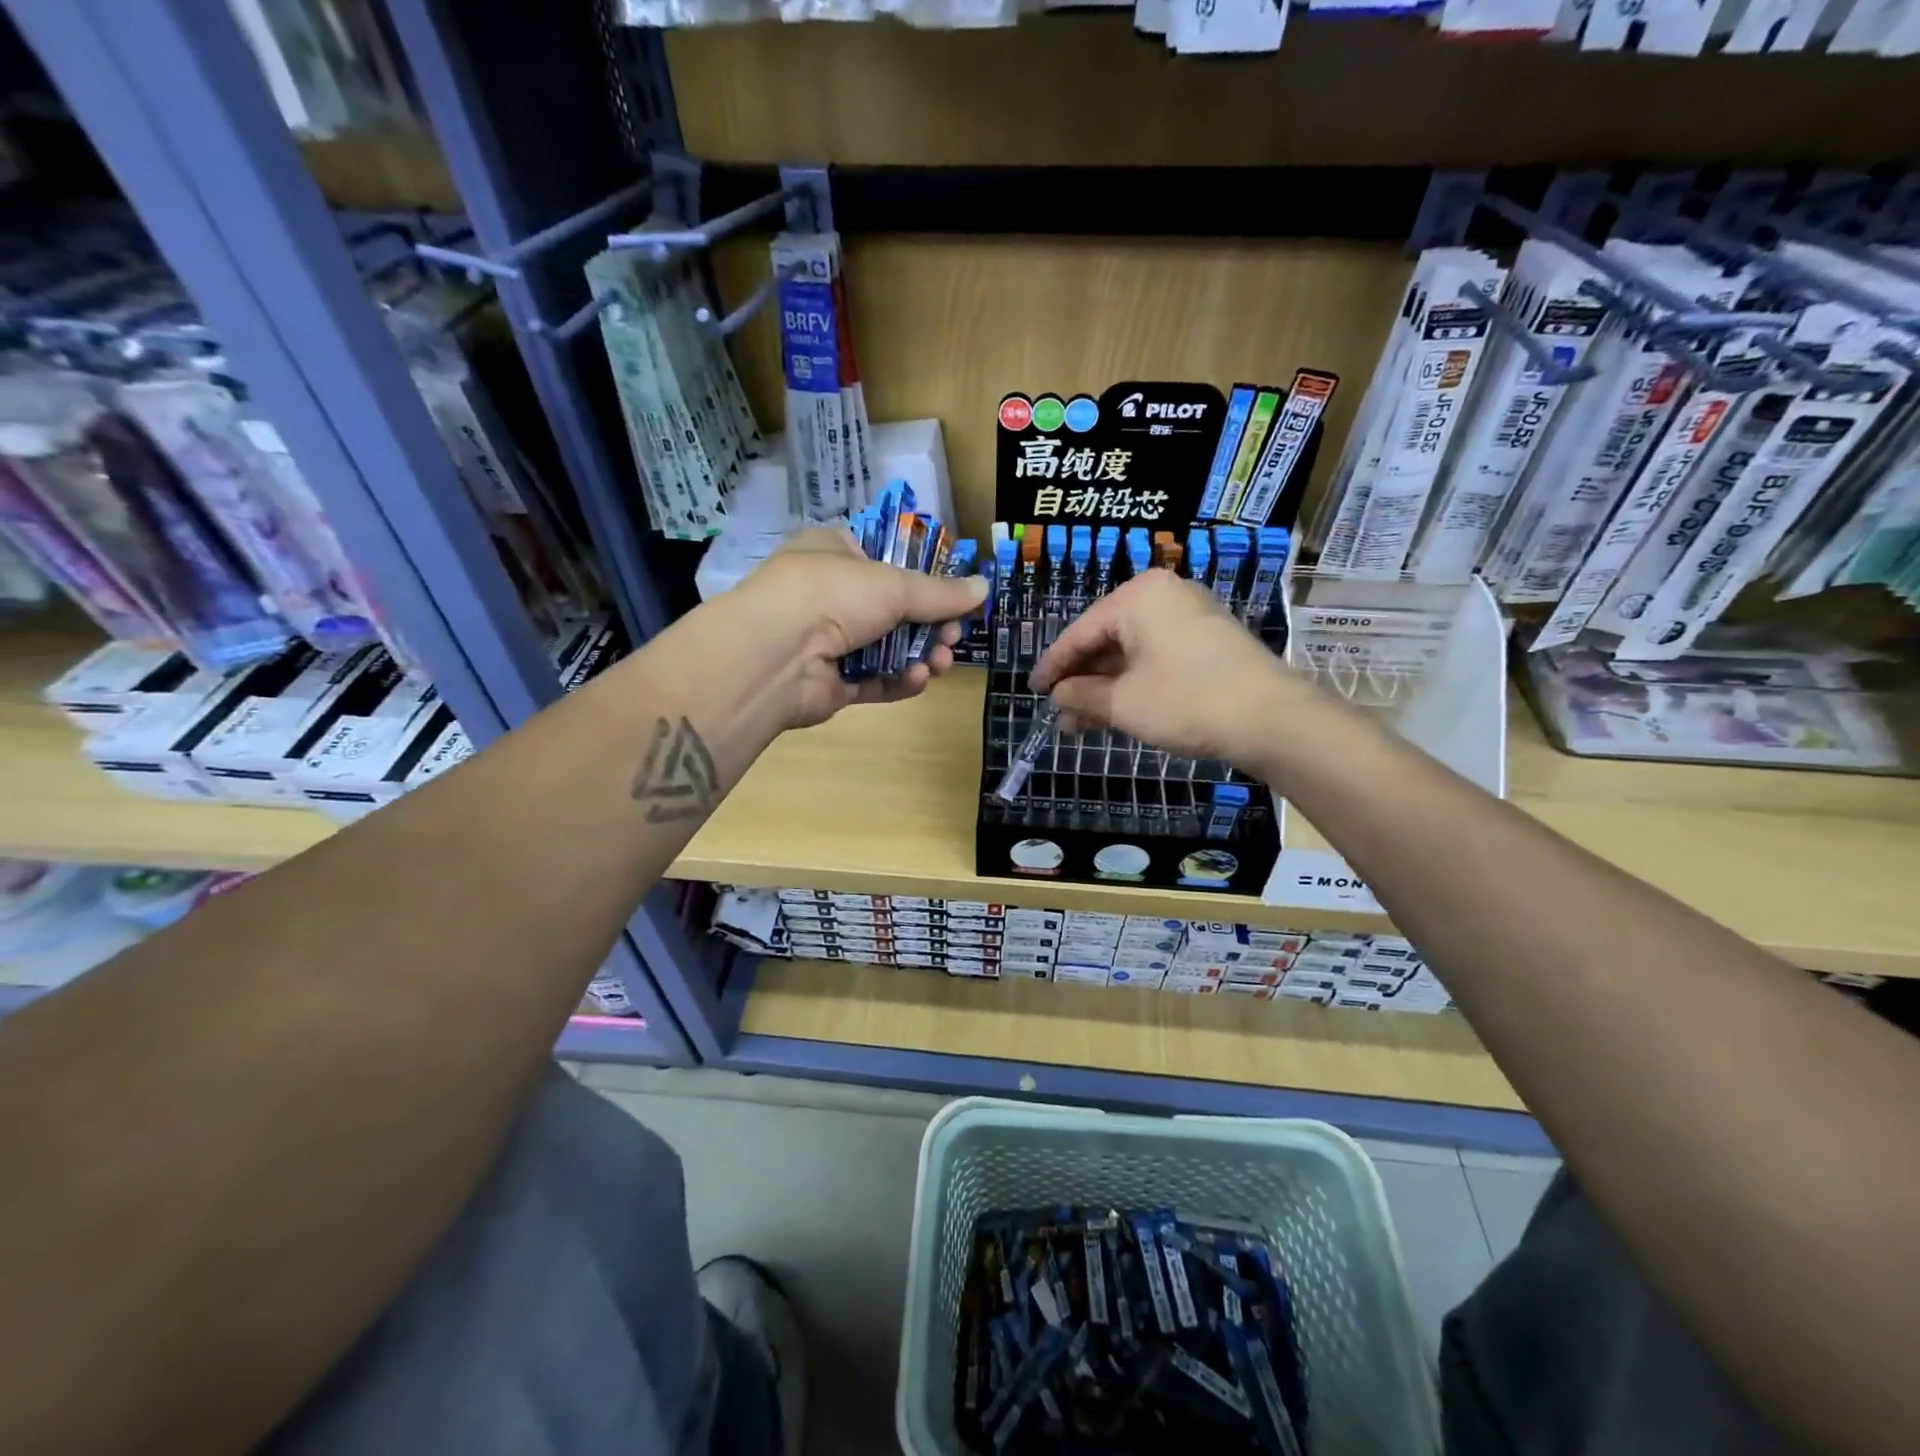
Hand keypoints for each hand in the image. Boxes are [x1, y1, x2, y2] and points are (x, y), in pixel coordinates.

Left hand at [728, 527, 988, 727]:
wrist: (774, 655)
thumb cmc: (832, 595)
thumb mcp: (894, 585)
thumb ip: (941, 593)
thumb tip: (984, 587)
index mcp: (836, 554)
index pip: (887, 559)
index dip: (924, 578)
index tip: (956, 595)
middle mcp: (831, 595)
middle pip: (894, 610)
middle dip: (931, 625)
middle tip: (954, 636)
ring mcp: (829, 642)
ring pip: (888, 649)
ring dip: (920, 654)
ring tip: (942, 662)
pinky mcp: (832, 684)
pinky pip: (874, 681)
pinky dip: (898, 681)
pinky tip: (918, 679)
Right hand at [1030, 568, 1306, 766]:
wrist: (1272, 718)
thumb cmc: (1187, 701)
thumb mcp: (1122, 702)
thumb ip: (1080, 695)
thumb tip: (1057, 695)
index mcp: (1138, 597)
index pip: (1080, 632)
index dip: (1053, 665)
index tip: (1033, 690)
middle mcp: (1164, 595)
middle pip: (1106, 639)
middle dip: (1081, 679)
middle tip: (1060, 712)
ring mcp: (1190, 615)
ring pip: (1132, 651)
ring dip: (1106, 686)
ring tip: (1083, 721)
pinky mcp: (1208, 639)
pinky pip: (1156, 655)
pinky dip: (1134, 681)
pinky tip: (1118, 709)